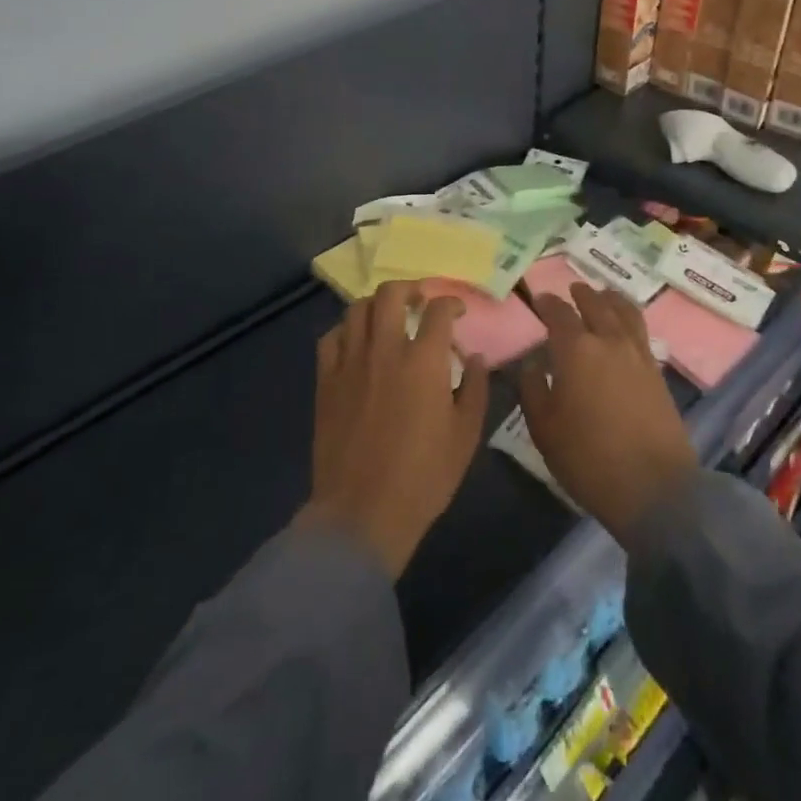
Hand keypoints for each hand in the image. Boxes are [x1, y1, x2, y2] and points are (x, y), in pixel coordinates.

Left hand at [299, 281, 489, 579]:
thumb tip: (475, 358)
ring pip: (357, 309)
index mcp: (424, 362)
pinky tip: (357, 342)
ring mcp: (351, 362)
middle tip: (419, 301)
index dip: (451, 303)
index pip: (438, 310)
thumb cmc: (423, 477)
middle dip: (410, 288)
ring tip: (388, 317)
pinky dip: (346, 330)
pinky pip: (331, 337)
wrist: (363, 512)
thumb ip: (474, 389)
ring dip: (376, 305)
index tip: (457, 312)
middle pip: (391, 294)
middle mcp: (385, 350)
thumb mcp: (465, 436)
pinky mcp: (326, 380)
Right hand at [518, 283, 698, 548]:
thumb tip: (532, 364)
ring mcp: (638, 355)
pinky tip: (625, 327)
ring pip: (625, 312)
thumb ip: (533, 389)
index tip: (539, 299)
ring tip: (604, 295)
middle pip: (596, 304)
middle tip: (572, 289)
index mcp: (576, 350)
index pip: (559, 314)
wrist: (655, 489)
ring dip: (611, 299)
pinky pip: (641, 331)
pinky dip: (629, 318)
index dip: (547, 303)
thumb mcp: (544, 429)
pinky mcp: (658, 373)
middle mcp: (609, 341)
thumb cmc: (589, 459)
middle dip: (582, 294)